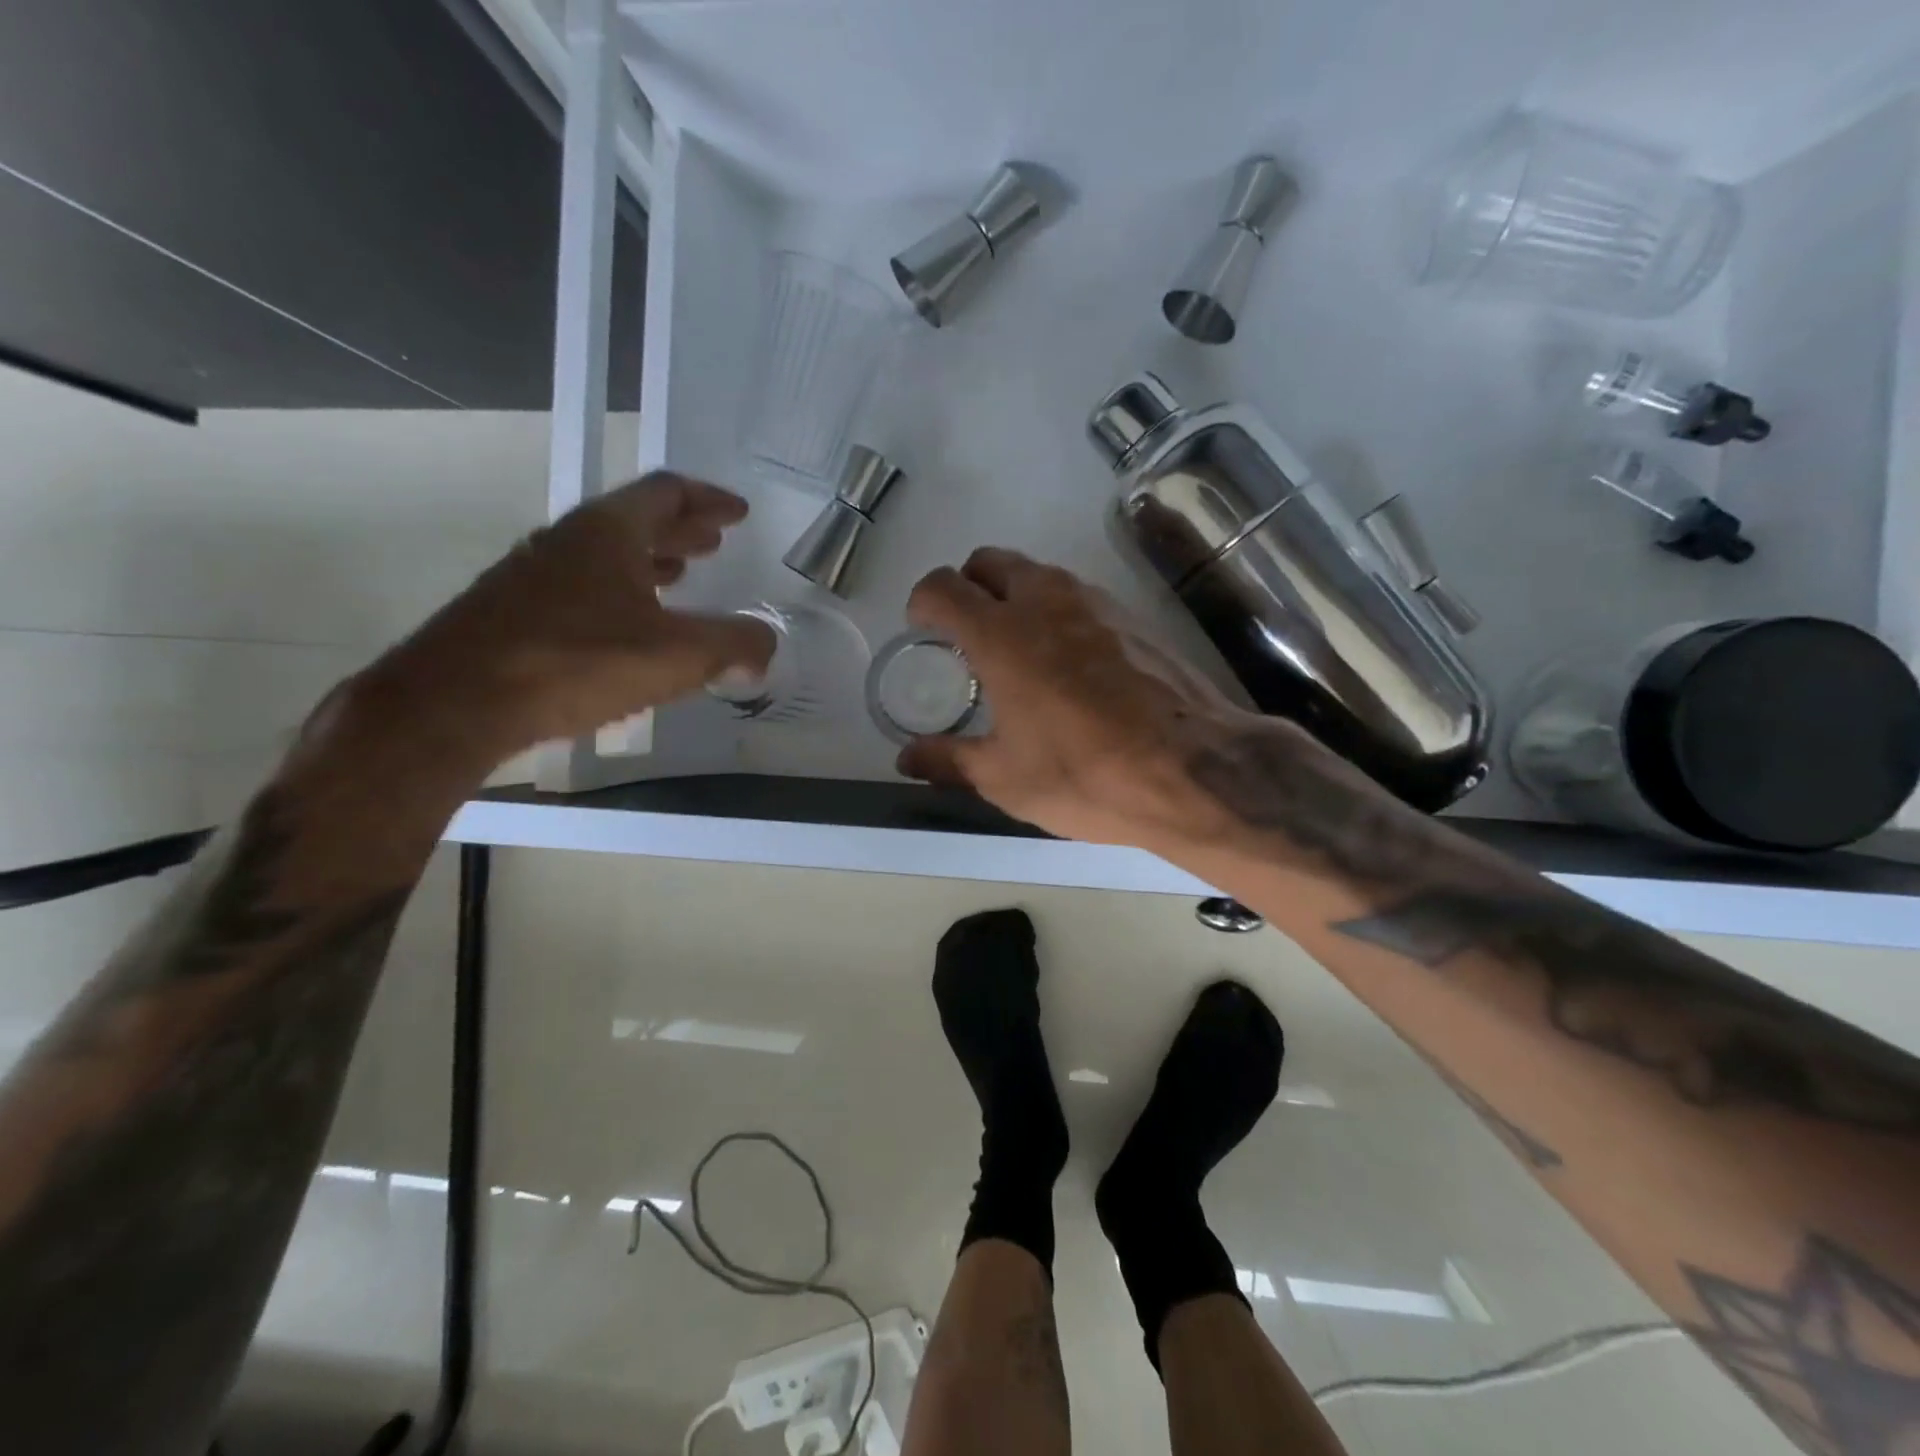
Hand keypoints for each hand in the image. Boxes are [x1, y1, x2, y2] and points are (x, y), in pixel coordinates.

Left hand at [360, 473, 771, 759]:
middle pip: (636, 518)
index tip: (738, 512)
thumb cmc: (575, 663)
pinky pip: (582, 584)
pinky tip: (628, 625)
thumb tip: (765, 646)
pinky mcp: (513, 610)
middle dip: (682, 528)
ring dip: (649, 558)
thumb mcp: (676, 656)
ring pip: (605, 553)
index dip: (708, 498)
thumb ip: (733, 645)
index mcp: (609, 531)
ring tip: (679, 575)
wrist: (455, 703)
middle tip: (714, 541)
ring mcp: (534, 573)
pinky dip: (619, 590)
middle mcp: (568, 540)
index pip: (667, 492)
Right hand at [899, 547, 1285, 848]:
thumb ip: (948, 760)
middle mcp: (1046, 601)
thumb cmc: (1086, 774)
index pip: (943, 587)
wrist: (1194, 770)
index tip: (922, 627)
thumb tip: (906, 758)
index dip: (922, 602)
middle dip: (968, 586)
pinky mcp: (1133, 616)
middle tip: (966, 633)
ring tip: (1017, 648)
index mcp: (1001, 634)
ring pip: (1038, 573)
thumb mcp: (1005, 779)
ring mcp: (1096, 602)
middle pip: (990, 561)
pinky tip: (1069, 662)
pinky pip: (1078, 595)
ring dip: (1015, 595)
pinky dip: (1057, 611)